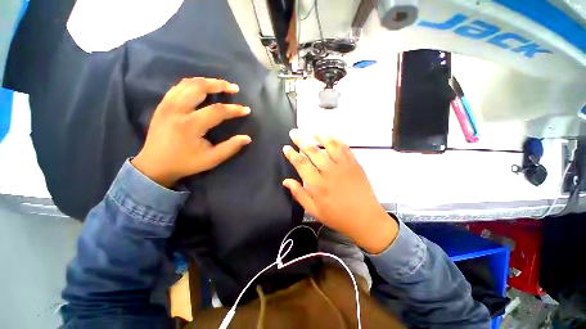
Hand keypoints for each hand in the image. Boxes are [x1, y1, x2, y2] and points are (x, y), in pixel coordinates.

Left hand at [132, 77, 250, 186]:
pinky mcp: (162, 105)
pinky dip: (193, 84)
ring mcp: (167, 105)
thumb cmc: (186, 163)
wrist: (154, 165)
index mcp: (191, 125)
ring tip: (220, 85)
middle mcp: (177, 110)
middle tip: (234, 88)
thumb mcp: (212, 159)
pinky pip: (178, 87)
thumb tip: (247, 138)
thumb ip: (231, 147)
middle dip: (220, 85)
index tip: (246, 110)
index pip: (217, 111)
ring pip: (188, 83)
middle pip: (200, 87)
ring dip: (207, 81)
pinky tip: (202, 88)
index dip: (234, 109)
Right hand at [282, 129, 397, 253]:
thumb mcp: (314, 210)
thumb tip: (286, 181)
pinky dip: (335, 140)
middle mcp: (329, 171)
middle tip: (294, 132)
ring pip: (329, 144)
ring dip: (319, 135)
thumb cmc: (337, 216)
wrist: (365, 219)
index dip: (291, 154)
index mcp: (317, 184)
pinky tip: (330, 137)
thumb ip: (299, 194)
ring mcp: (343, 166)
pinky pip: (344, 147)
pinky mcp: (354, 164)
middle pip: (312, 150)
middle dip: (301, 139)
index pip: (301, 163)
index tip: (286, 147)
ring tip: (311, 131)